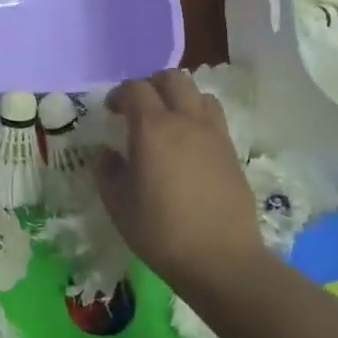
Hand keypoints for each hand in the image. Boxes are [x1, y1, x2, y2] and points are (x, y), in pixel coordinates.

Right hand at [96, 71, 267, 292]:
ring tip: (167, 122)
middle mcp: (186, 121)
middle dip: (151, 85)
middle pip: (172, 79)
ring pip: (198, 94)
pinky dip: (197, 118)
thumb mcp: (118, 204)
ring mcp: (215, 134)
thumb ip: (107, 172)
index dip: (119, 94)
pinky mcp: (232, 152)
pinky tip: (188, 145)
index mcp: (153, 128)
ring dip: (179, 98)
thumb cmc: (161, 232)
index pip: (136, 89)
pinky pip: (214, 118)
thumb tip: (105, 154)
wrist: (221, 259)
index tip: (110, 111)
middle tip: (138, 109)